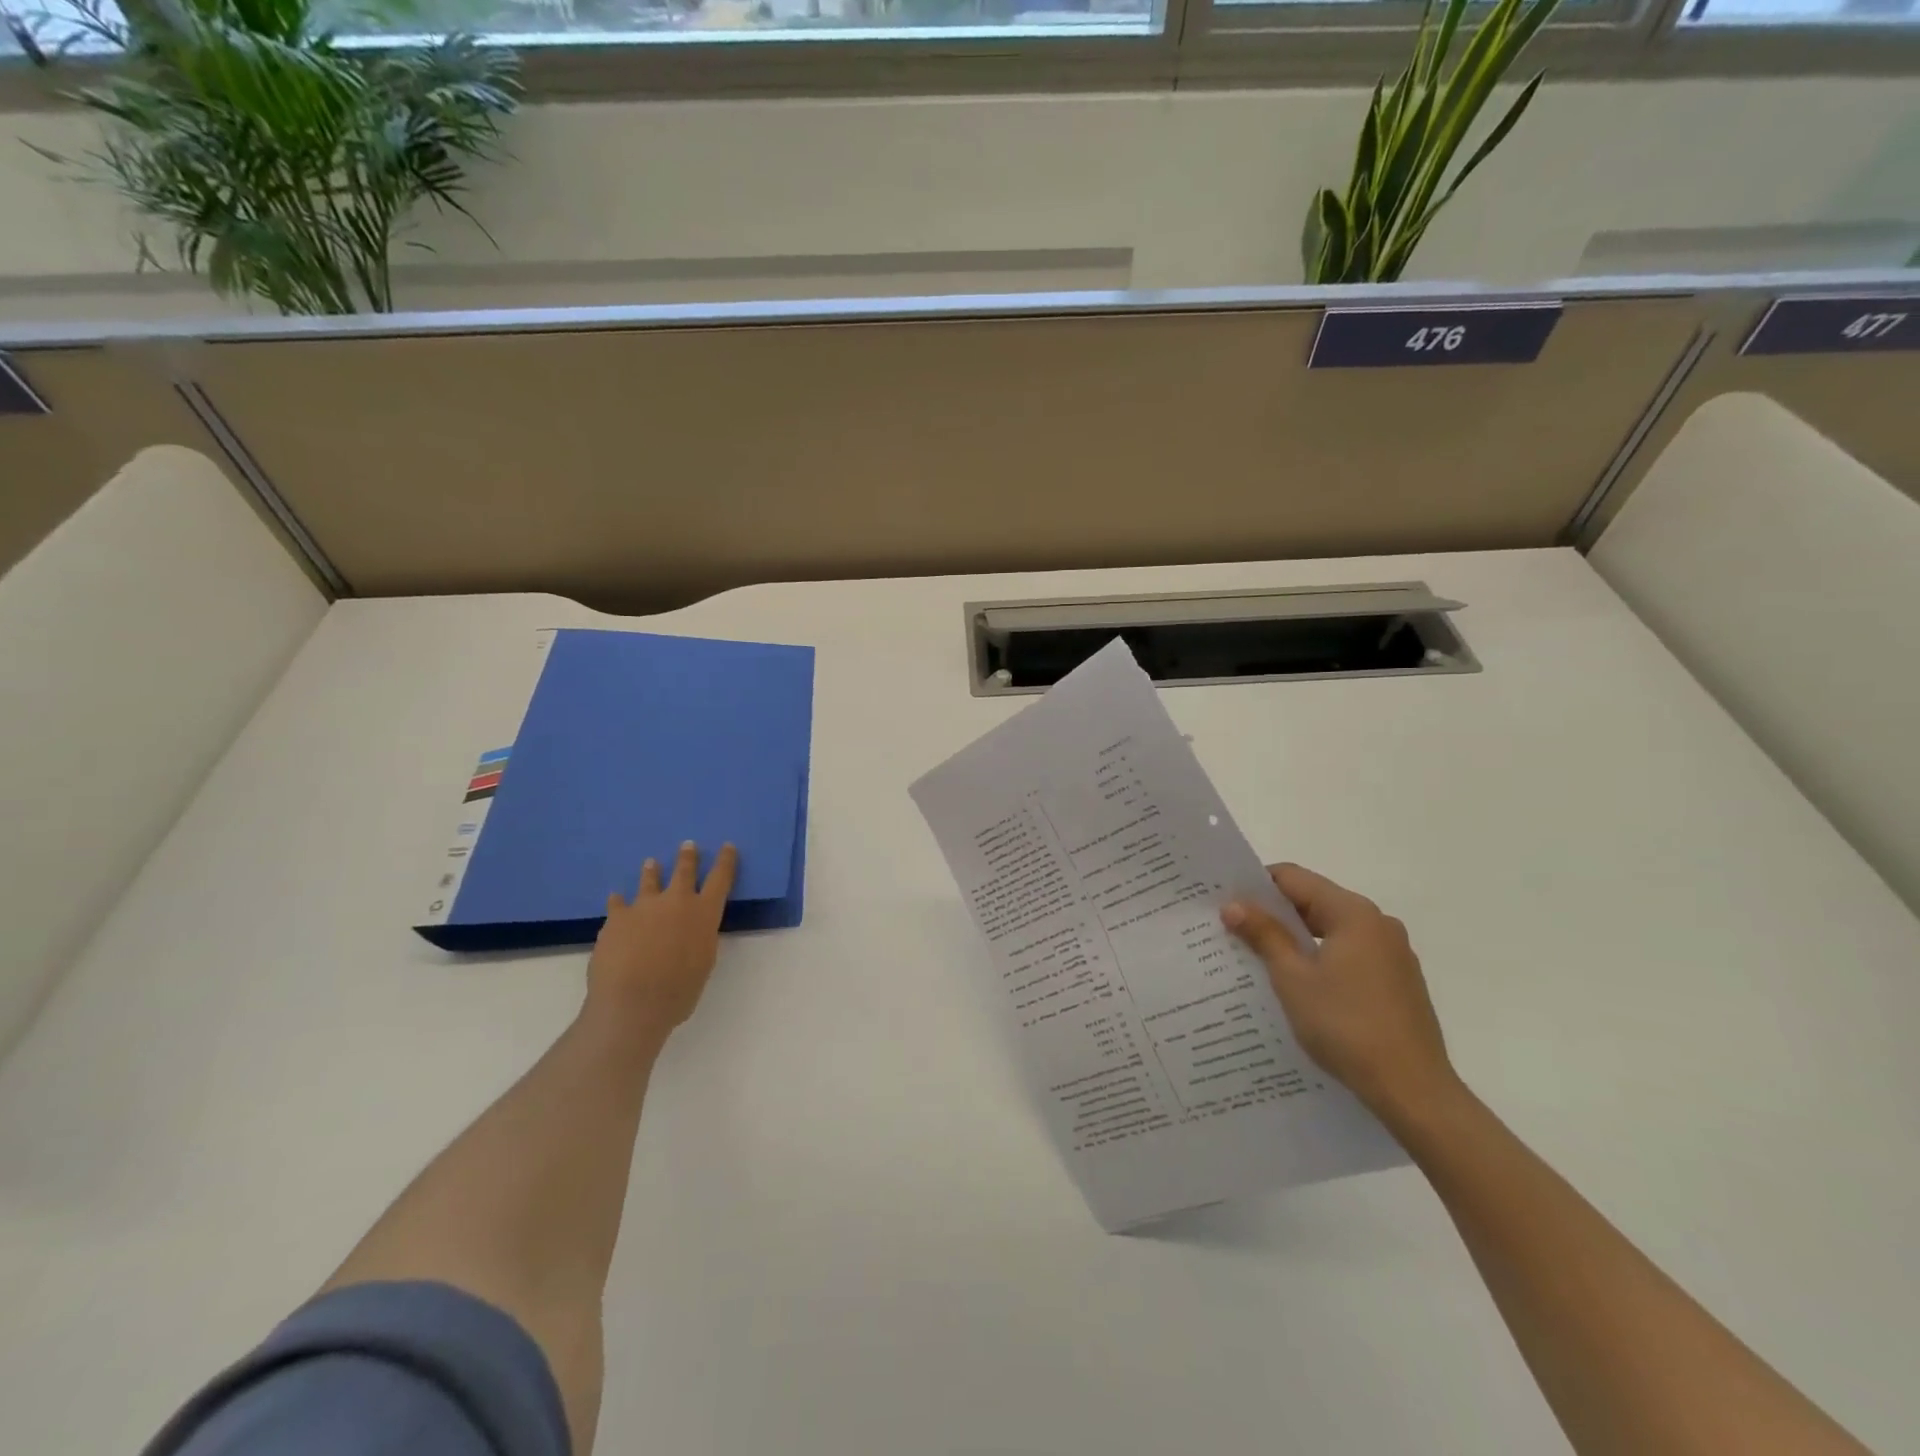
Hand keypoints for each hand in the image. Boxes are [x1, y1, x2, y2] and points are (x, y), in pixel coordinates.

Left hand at [585, 840, 736, 1044]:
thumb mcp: (703, 963)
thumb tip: (692, 931)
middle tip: (687, 845)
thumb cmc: (678, 992)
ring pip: (649, 880)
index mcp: (704, 913)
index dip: (726, 861)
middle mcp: (676, 902)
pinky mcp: (616, 918)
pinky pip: (617, 903)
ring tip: (650, 863)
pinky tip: (615, 899)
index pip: (721, 878)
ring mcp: (644, 906)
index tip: (727, 846)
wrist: (632, 1003)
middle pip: (684, 871)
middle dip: (687, 857)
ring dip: (652, 871)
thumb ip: (699, 939)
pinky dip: (619, 901)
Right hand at [1223, 864, 1457, 1123]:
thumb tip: (1234, 904)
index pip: (1293, 878)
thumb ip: (1264, 935)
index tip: (1225, 902)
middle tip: (1234, 930)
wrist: (1413, 1091)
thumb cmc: (1346, 1026)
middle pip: (1314, 901)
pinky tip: (1298, 985)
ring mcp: (1392, 953)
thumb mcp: (1292, 978)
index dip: (1255, 886)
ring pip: (1330, 930)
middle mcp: (1377, 923)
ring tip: (1258, 958)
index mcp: (1353, 913)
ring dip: (1295, 939)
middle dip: (1273, 914)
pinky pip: (1348, 954)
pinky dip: (1320, 958)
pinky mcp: (1397, 981)